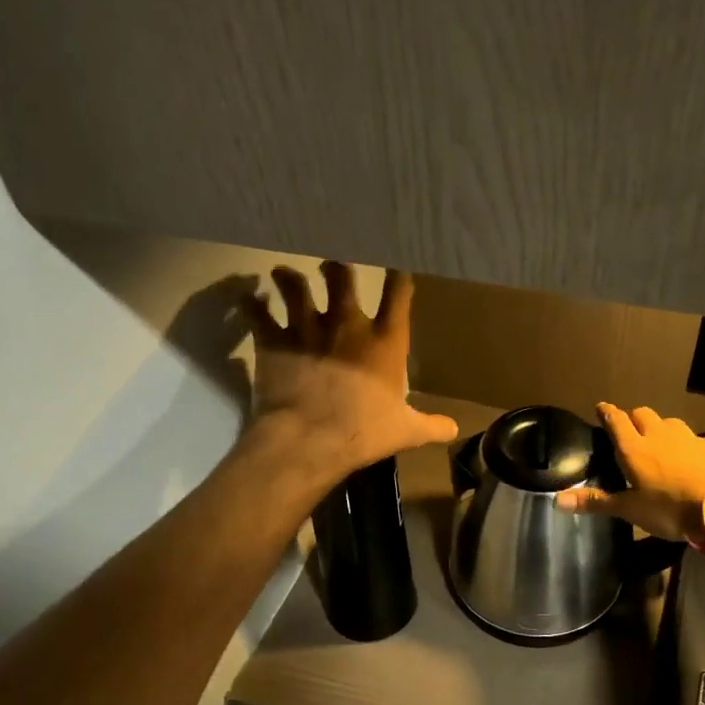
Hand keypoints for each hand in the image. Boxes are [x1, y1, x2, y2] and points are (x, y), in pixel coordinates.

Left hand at [243, 262, 458, 483]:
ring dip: (289, 278)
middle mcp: (346, 323)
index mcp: (385, 340)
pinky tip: (249, 300)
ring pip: (295, 285)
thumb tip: (454, 429)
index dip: (398, 274)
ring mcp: (306, 327)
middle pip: (342, 275)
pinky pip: (258, 313)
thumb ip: (431, 425)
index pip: (398, 292)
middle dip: (336, 267)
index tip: (396, 265)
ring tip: (284, 275)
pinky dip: (252, 305)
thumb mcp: (406, 432)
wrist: (310, 439)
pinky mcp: (273, 340)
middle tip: (330, 267)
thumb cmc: (364, 432)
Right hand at [557, 403, 704, 541]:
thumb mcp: (630, 510)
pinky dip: (684, 443)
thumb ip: (596, 502)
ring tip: (658, 441)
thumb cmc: (670, 508)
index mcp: (634, 448)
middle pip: (642, 414)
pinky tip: (687, 457)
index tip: (601, 407)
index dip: (607, 412)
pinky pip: (692, 437)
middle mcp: (659, 435)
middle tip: (629, 429)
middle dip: (633, 417)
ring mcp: (688, 437)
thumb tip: (556, 500)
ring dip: (659, 427)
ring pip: (668, 422)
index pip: (616, 420)